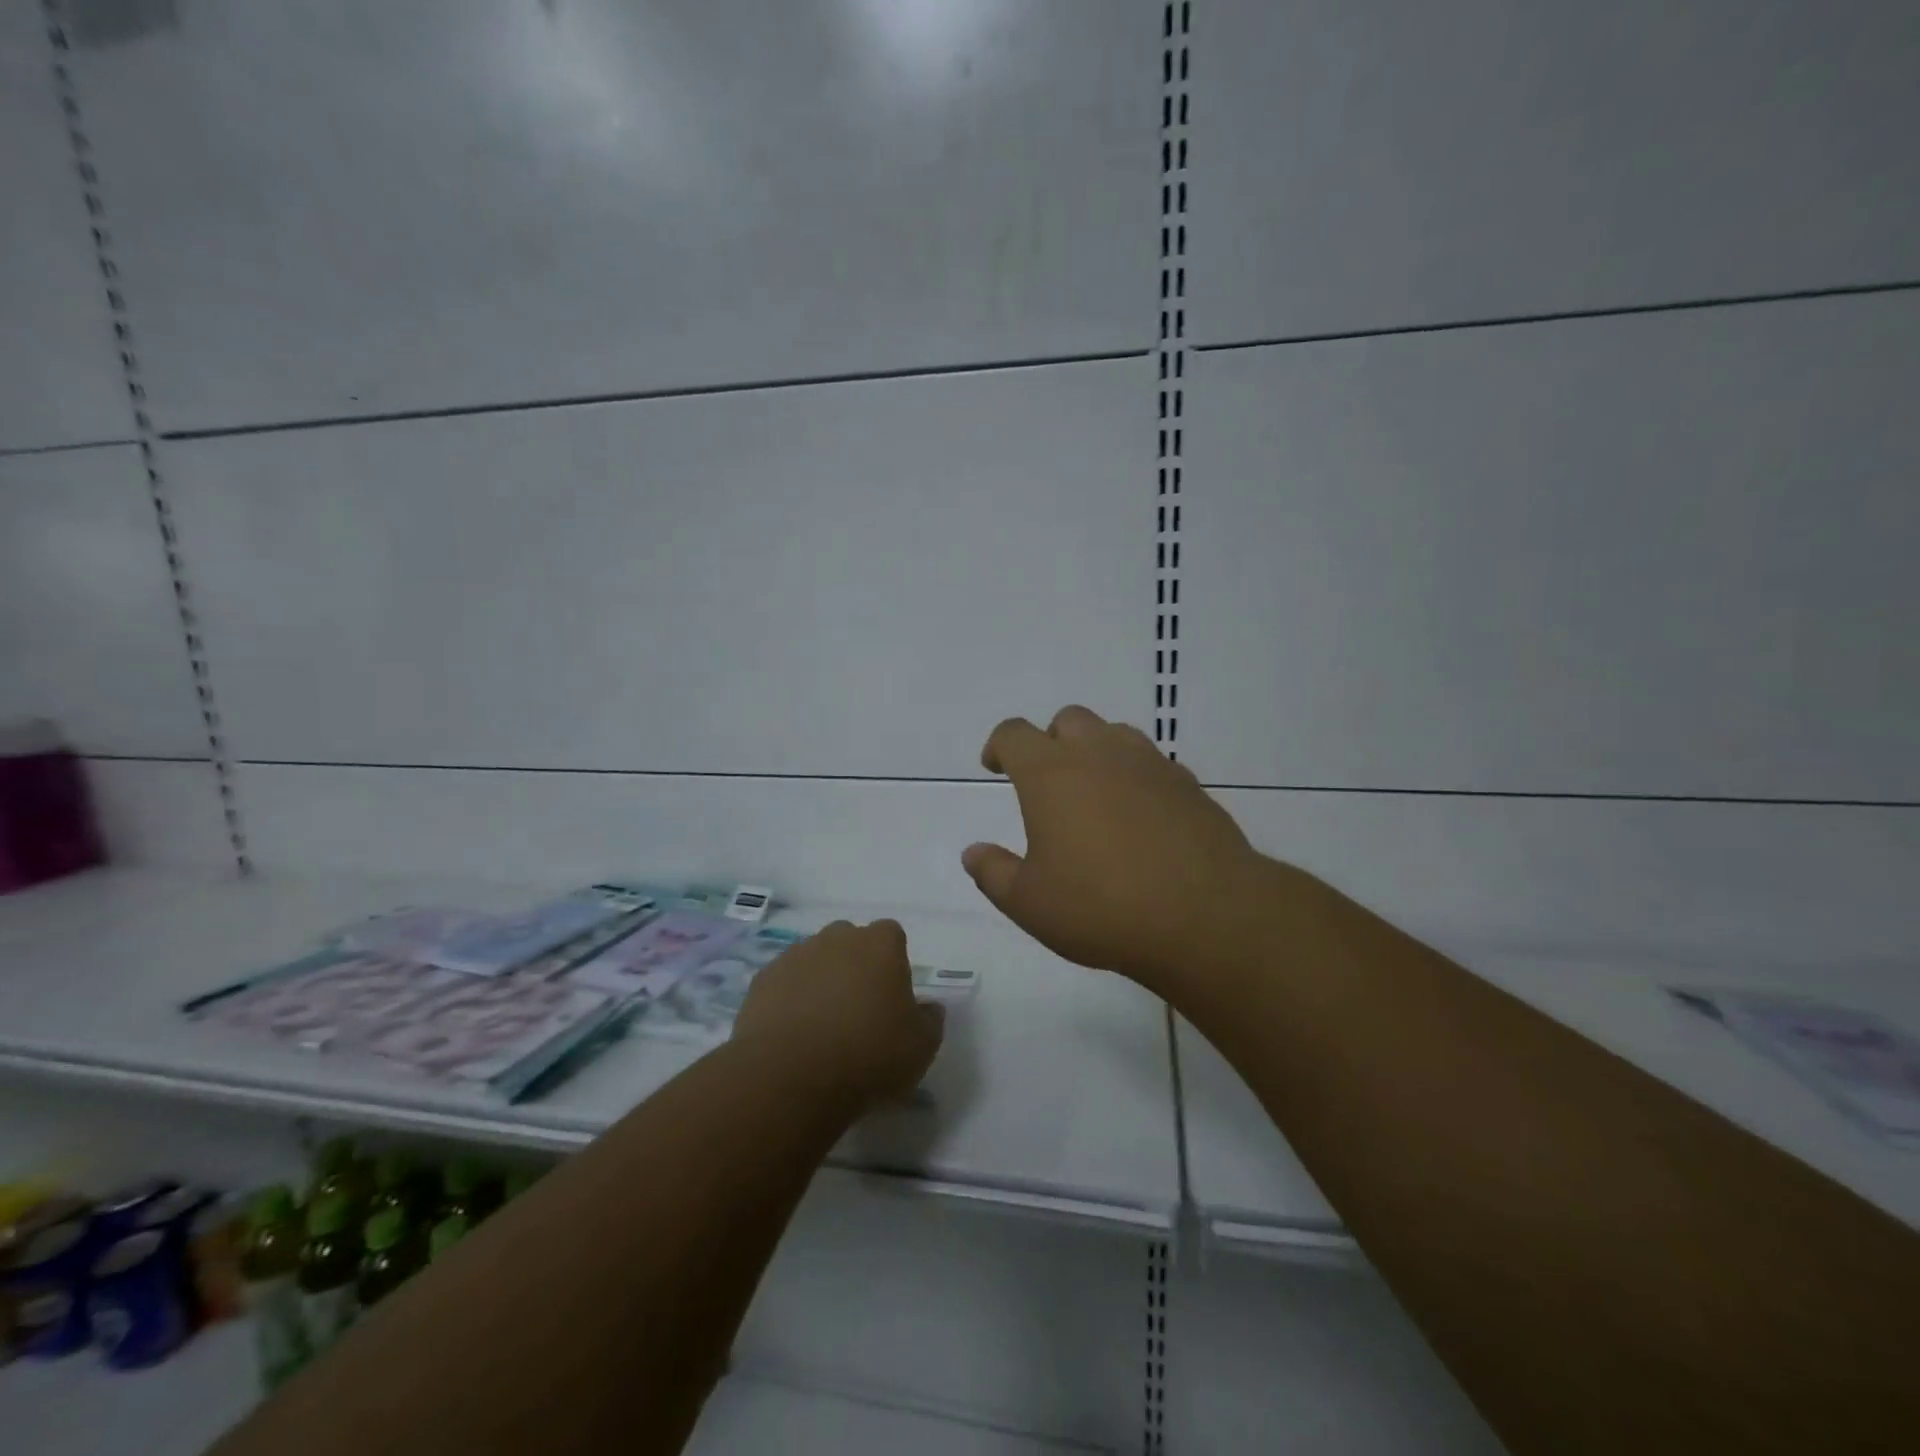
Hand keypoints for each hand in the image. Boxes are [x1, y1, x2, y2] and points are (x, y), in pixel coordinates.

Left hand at [733, 919, 943, 1103]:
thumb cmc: (868, 1055)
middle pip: (850, 942)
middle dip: (854, 966)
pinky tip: (793, 1034)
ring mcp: (796, 955)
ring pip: (815, 959)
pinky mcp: (762, 979)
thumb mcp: (921, 1047)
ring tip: (821, 1027)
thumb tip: (928, 1008)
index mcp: (881, 944)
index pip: (892, 936)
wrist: (790, 1075)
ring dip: (821, 981)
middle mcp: (838, 938)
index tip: (891, 997)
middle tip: (858, 1010)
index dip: (892, 963)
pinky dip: (790, 1000)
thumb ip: (930, 1020)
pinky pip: (784, 983)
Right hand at [962, 706, 1261, 991]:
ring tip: (1094, 793)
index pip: (1014, 733)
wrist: (1204, 916)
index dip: (999, 745)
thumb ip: (993, 873)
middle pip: (1068, 720)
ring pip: (1114, 733)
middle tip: (1047, 781)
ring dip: (1096, 751)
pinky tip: (1139, 816)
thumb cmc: (1101, 907)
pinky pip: (1152, 764)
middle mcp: (1099, 754)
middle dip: (1050, 741)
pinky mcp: (1189, 784)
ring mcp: (1149, 765)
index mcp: (1051, 774)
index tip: (995, 766)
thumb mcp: (1029, 902)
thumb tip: (972, 852)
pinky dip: (1136, 776)